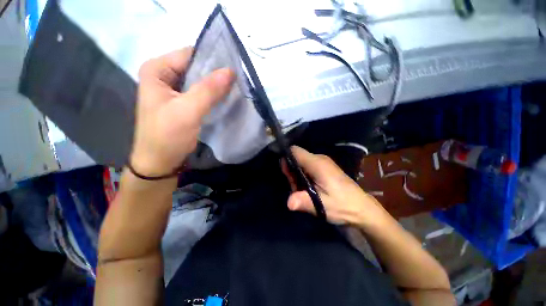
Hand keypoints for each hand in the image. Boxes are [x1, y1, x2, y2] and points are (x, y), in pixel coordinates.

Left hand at [130, 47, 234, 175]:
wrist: (160, 161)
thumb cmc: (167, 136)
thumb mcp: (187, 111)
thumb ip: (208, 90)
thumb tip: (230, 71)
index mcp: (157, 69)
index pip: (190, 54)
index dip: (213, 60)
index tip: (235, 69)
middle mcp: (165, 75)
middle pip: (196, 67)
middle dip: (217, 74)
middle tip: (239, 80)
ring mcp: (174, 89)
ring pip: (201, 81)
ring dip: (217, 85)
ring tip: (236, 88)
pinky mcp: (183, 102)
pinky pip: (202, 93)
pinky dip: (214, 95)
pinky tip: (226, 98)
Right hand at [282, 146, 389, 226]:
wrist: (362, 208)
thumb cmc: (342, 205)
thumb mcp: (322, 205)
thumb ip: (303, 201)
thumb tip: (288, 203)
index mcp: (317, 163)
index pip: (295, 150)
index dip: (286, 158)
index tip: (286, 173)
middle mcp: (319, 158)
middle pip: (297, 157)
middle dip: (291, 170)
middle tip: (296, 188)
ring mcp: (323, 162)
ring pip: (302, 162)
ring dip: (297, 175)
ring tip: (303, 191)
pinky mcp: (326, 167)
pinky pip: (309, 166)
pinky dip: (304, 175)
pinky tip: (309, 188)